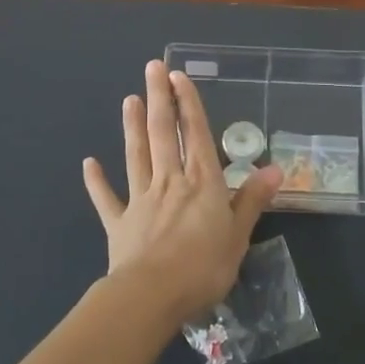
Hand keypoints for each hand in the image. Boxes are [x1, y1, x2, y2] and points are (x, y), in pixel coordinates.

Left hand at [83, 61, 282, 320]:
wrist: (153, 295)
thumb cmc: (203, 266)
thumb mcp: (238, 235)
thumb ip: (252, 200)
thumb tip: (275, 168)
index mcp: (201, 183)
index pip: (195, 134)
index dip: (188, 104)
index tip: (178, 76)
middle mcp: (170, 182)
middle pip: (162, 134)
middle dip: (158, 99)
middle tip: (151, 68)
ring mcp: (141, 200)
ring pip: (136, 156)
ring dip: (132, 127)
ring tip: (129, 100)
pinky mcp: (119, 223)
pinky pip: (106, 198)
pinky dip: (97, 181)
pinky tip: (89, 163)